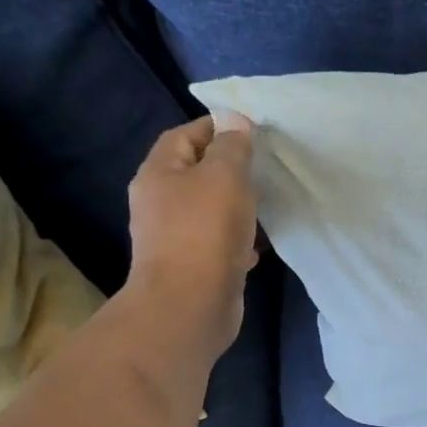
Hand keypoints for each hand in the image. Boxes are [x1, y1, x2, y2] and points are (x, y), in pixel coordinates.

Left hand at [126, 112, 258, 354]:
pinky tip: (257, 246)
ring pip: (209, 210)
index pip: (184, 135)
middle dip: (228, 168)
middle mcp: (160, 203)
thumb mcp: (225, 176)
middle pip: (195, 173)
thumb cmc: (205, 232)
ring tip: (266, 204)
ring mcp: (174, 237)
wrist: (191, 305)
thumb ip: (232, 147)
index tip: (252, 130)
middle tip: (264, 167)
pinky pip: (217, 242)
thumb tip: (235, 122)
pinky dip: (237, 239)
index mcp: (159, 173)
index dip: (216, 127)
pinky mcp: (193, 266)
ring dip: (235, 206)